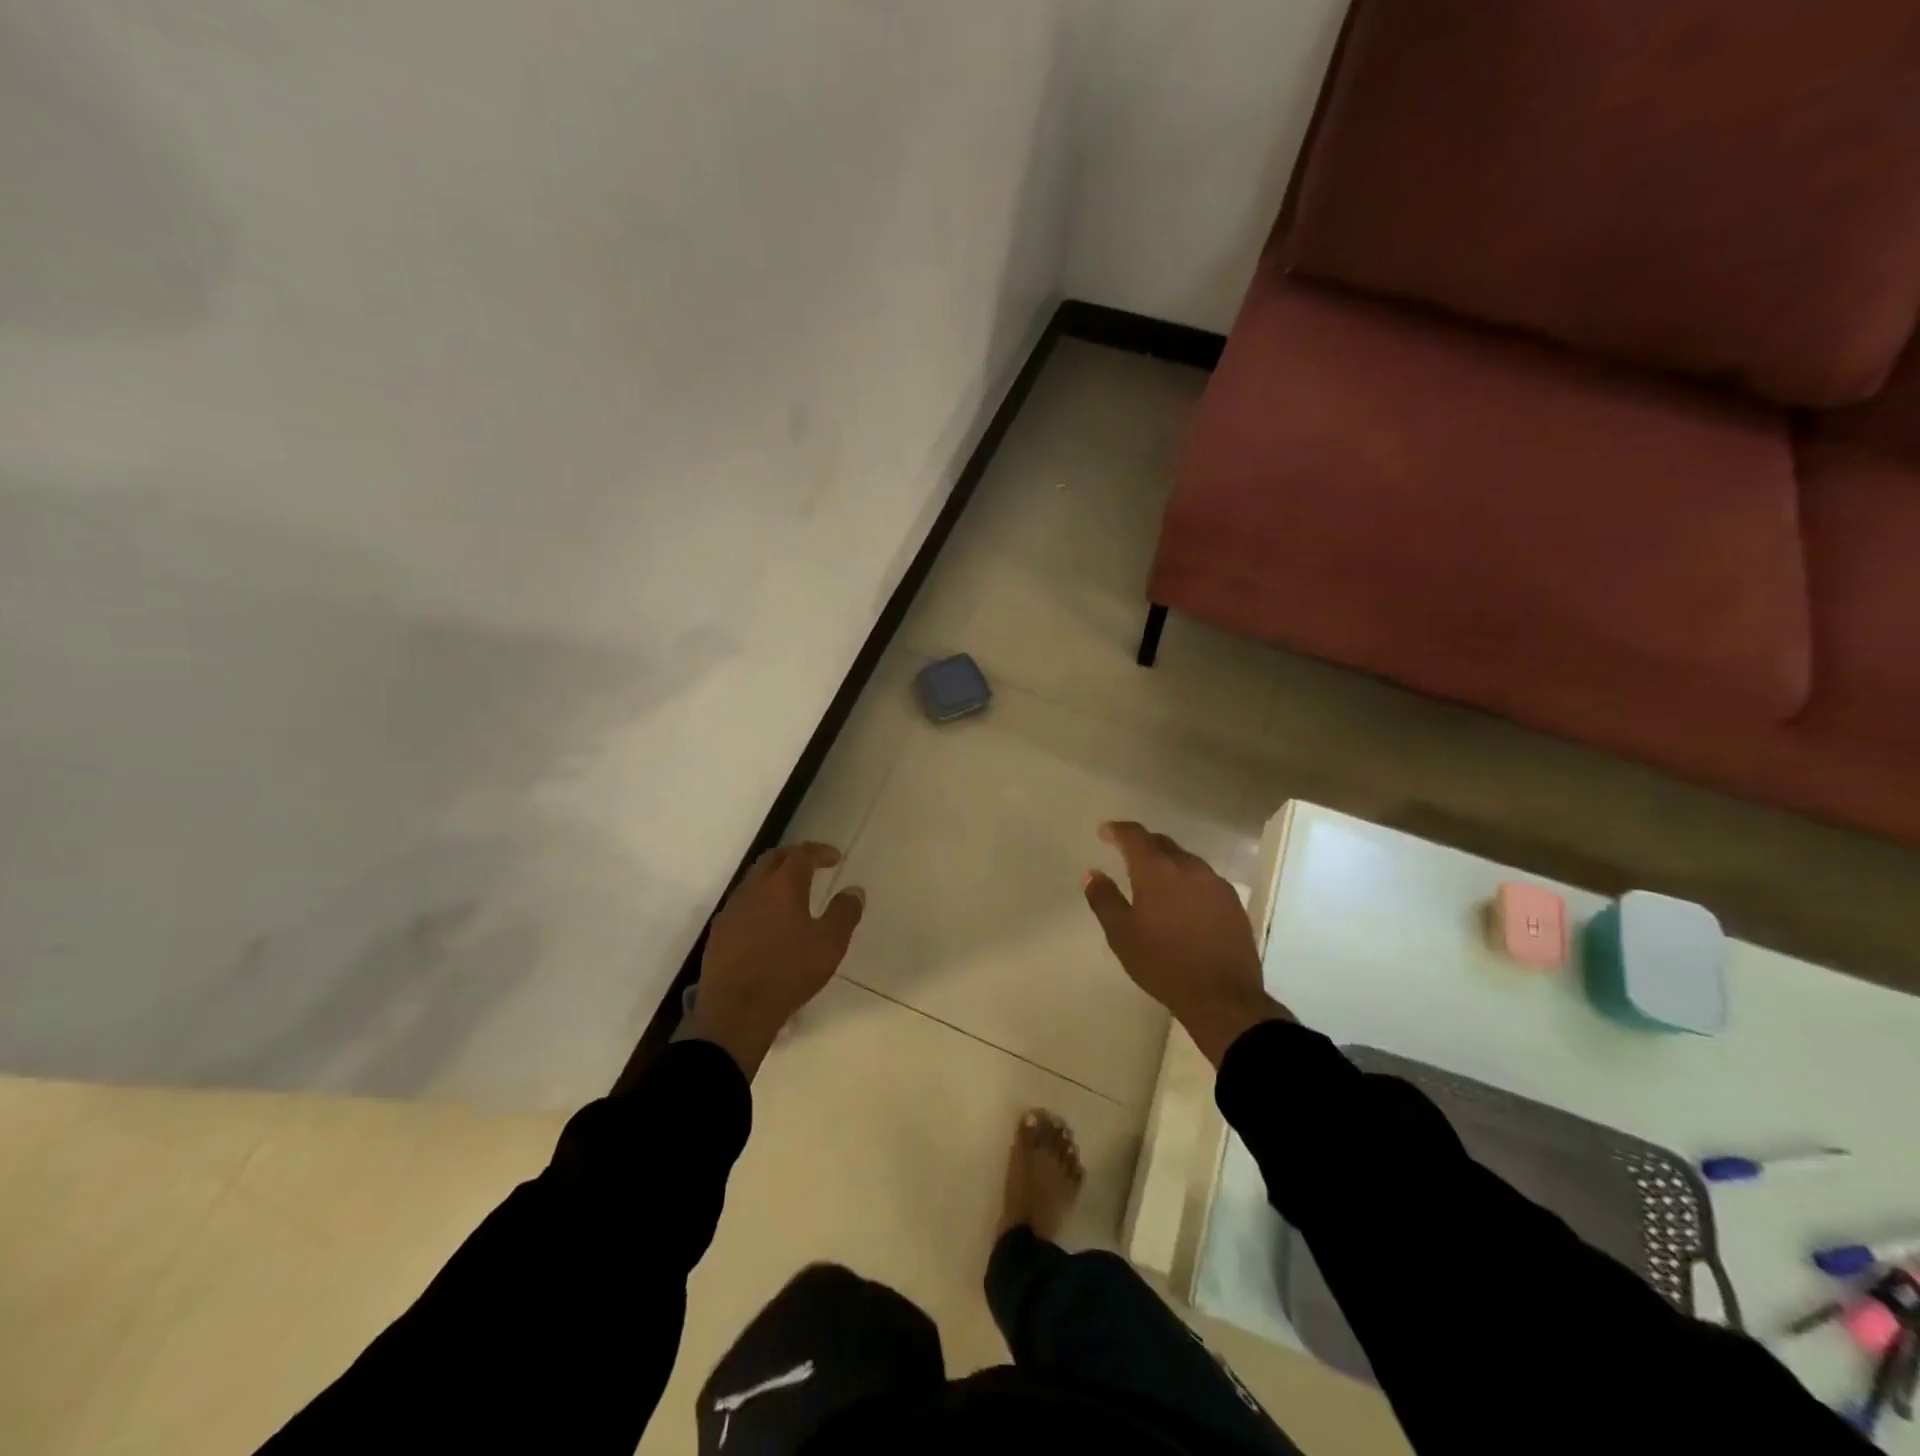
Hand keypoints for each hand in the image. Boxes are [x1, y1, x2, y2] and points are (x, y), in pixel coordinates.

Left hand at [680, 842, 864, 1076]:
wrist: (736, 1010)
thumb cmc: (789, 972)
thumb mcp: (830, 944)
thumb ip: (845, 912)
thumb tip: (854, 890)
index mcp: (783, 885)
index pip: (802, 854)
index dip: (820, 851)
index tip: (834, 857)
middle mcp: (754, 888)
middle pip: (773, 859)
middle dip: (794, 856)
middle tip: (812, 865)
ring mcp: (732, 909)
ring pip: (754, 880)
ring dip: (774, 878)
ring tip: (791, 893)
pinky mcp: (719, 932)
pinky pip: (742, 903)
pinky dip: (759, 901)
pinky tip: (767, 922)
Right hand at [1083, 821, 1290, 1066]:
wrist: (1222, 996)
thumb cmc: (1163, 964)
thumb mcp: (1121, 935)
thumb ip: (1104, 899)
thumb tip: (1092, 874)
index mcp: (1157, 870)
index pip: (1135, 835)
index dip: (1117, 830)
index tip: (1105, 833)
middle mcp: (1188, 866)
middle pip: (1162, 843)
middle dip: (1142, 845)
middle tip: (1126, 857)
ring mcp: (1215, 882)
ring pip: (1185, 860)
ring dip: (1167, 863)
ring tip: (1154, 883)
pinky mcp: (1232, 901)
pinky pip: (1204, 879)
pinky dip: (1187, 882)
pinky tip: (1182, 903)